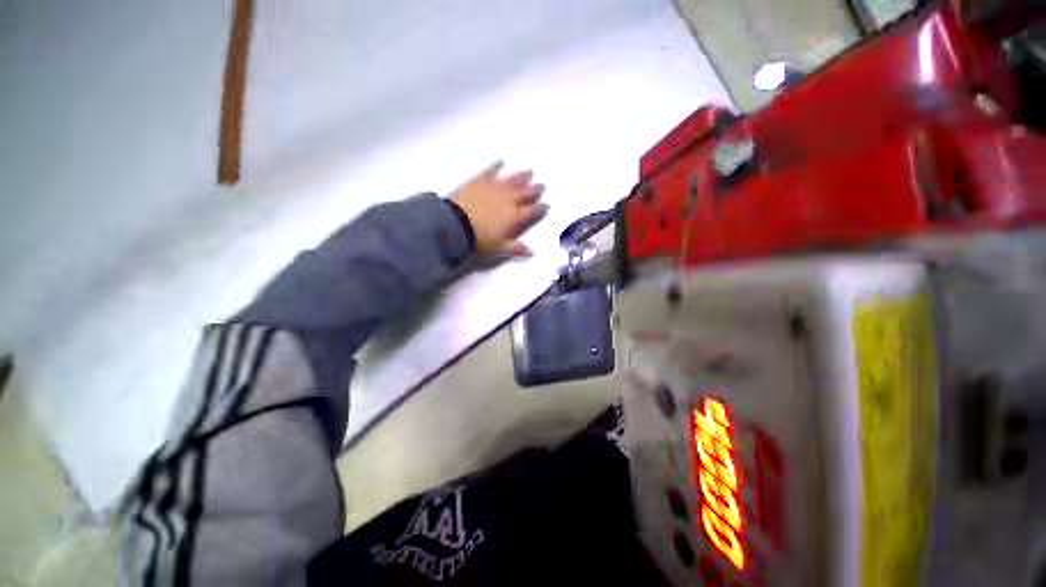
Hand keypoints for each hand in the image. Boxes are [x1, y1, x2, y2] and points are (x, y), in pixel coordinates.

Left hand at [452, 161, 546, 256]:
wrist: (456, 225)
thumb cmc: (479, 240)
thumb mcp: (498, 248)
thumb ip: (515, 248)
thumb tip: (531, 253)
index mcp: (514, 217)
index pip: (531, 211)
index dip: (540, 208)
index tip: (546, 205)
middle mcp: (508, 200)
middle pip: (525, 193)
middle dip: (535, 190)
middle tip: (542, 186)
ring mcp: (495, 188)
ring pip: (512, 180)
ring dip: (521, 176)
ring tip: (529, 173)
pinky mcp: (480, 181)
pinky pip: (491, 171)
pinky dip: (496, 166)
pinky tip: (501, 161)